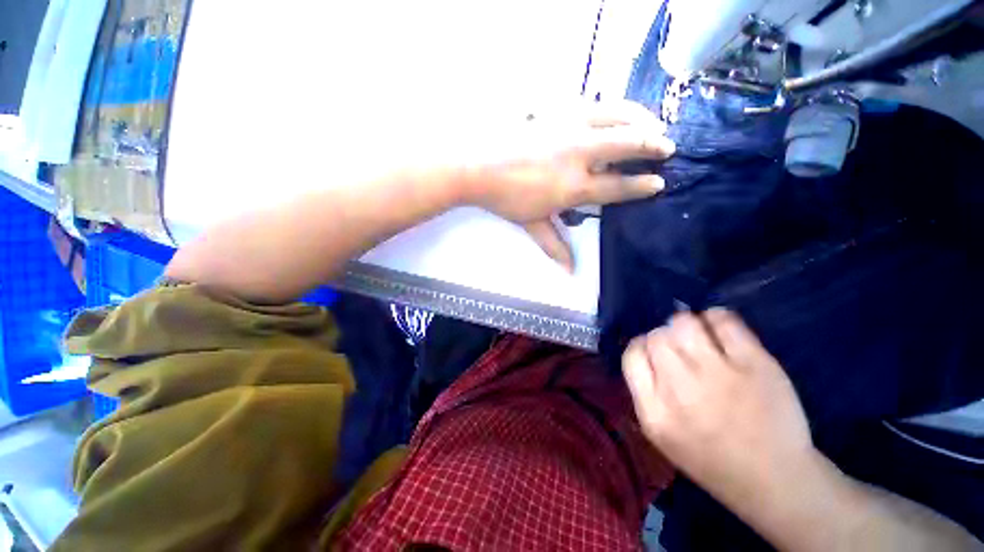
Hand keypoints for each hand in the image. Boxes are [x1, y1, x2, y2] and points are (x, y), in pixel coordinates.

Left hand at [463, 100, 674, 269]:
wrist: (477, 166)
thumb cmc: (504, 197)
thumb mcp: (531, 223)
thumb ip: (554, 245)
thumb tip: (570, 272)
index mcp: (573, 186)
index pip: (617, 185)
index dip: (641, 185)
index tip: (659, 183)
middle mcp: (578, 153)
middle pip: (627, 143)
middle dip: (653, 145)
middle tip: (668, 148)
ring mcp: (568, 126)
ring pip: (617, 115)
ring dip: (641, 118)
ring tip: (654, 124)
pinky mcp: (556, 109)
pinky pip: (594, 103)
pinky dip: (614, 107)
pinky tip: (618, 112)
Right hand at [622, 309, 815, 507]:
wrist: (775, 479)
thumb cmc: (711, 459)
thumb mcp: (660, 434)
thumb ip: (644, 391)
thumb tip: (644, 350)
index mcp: (655, 410)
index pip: (632, 354)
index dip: (641, 347)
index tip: (654, 353)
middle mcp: (681, 388)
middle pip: (656, 337)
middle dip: (663, 338)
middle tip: (680, 349)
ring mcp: (719, 373)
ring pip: (683, 323)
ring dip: (685, 324)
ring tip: (697, 336)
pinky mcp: (755, 363)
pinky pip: (723, 320)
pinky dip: (716, 317)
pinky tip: (719, 328)